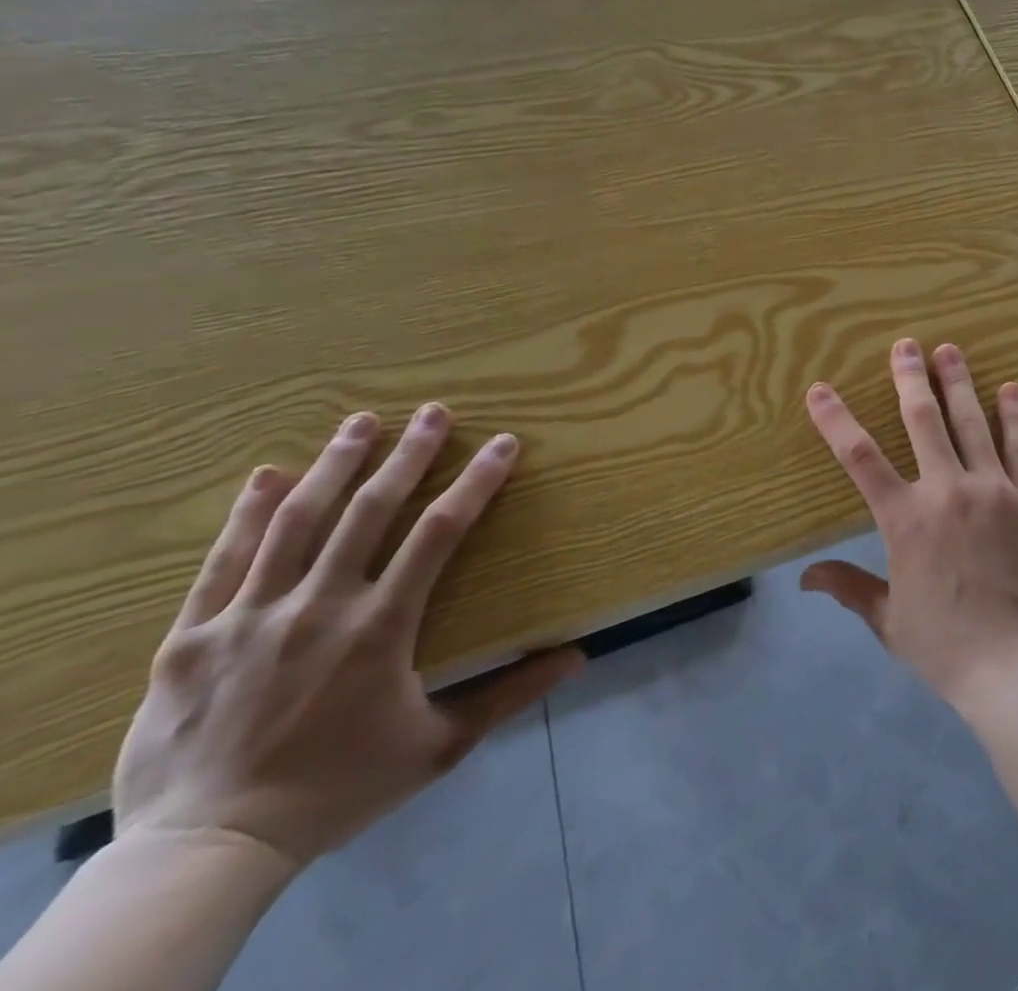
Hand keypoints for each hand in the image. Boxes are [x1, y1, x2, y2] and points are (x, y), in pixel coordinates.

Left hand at [113, 406, 583, 868]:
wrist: (205, 852)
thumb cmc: (338, 789)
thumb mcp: (440, 746)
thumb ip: (510, 694)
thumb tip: (578, 656)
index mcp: (380, 627)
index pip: (439, 533)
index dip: (476, 482)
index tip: (503, 443)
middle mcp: (318, 607)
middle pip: (369, 510)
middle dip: (408, 454)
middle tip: (434, 411)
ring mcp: (248, 617)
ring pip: (297, 521)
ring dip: (335, 465)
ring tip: (361, 421)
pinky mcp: (191, 637)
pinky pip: (223, 562)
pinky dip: (248, 514)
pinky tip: (269, 475)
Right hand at [800, 339, 1017, 706]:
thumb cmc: (946, 645)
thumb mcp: (889, 619)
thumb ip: (849, 587)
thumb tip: (806, 576)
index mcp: (906, 520)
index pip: (861, 459)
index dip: (837, 420)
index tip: (820, 389)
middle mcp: (947, 491)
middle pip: (923, 422)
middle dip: (910, 379)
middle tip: (905, 345)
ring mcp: (994, 490)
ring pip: (972, 424)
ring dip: (959, 383)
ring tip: (950, 350)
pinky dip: (1015, 416)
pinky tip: (1011, 389)